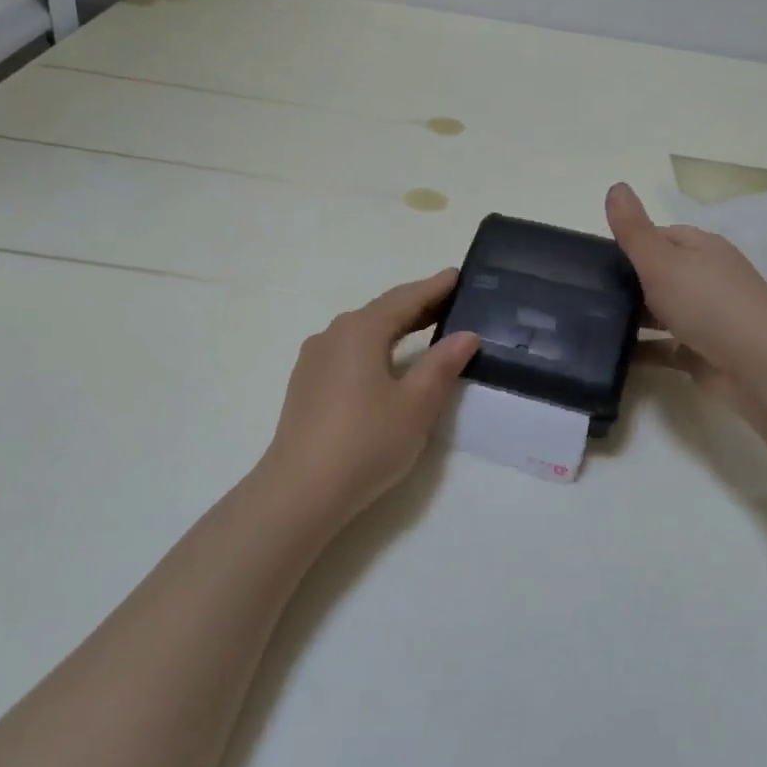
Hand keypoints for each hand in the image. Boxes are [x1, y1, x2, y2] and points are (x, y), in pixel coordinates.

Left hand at [260, 270, 479, 515]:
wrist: (300, 491)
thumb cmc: (367, 442)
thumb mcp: (417, 404)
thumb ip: (443, 365)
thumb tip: (466, 336)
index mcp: (360, 330)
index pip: (405, 298)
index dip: (434, 287)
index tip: (458, 275)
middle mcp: (333, 334)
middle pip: (382, 311)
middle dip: (417, 305)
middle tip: (451, 302)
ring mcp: (314, 360)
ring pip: (363, 332)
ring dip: (395, 327)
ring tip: (425, 329)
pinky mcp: (306, 384)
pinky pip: (348, 352)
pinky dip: (375, 347)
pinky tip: (387, 364)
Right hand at [606, 182, 766, 425]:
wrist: (759, 368)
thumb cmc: (708, 304)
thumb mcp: (662, 260)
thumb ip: (634, 230)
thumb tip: (615, 186)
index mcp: (702, 248)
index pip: (660, 236)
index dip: (629, 243)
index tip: (593, 260)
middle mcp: (707, 278)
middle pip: (660, 274)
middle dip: (626, 282)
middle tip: (586, 293)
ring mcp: (707, 317)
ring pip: (661, 311)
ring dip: (632, 316)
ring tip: (591, 322)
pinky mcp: (702, 352)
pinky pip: (664, 347)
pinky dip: (642, 349)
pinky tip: (613, 354)